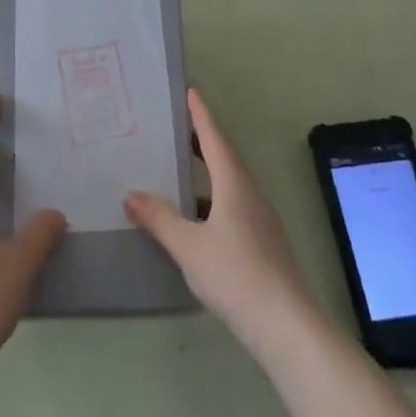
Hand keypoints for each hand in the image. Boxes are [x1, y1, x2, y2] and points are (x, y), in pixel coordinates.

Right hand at [125, 89, 314, 355]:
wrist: (284, 325)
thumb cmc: (235, 275)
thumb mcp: (189, 246)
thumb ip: (160, 219)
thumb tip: (131, 194)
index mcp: (233, 182)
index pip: (214, 137)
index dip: (200, 115)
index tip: (190, 91)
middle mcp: (249, 191)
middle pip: (223, 156)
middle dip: (201, 139)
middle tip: (176, 126)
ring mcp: (259, 216)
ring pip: (229, 181)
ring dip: (206, 170)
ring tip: (178, 167)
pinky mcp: (261, 239)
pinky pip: (232, 203)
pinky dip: (211, 196)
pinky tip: (194, 216)